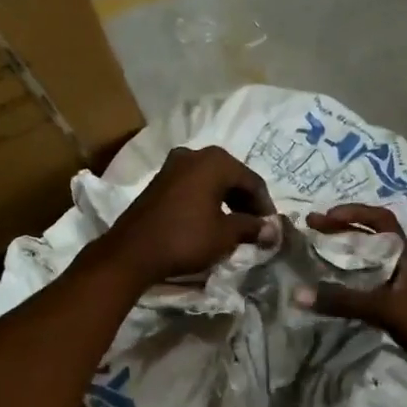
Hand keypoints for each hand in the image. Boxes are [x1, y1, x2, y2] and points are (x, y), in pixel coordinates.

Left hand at [90, 145, 275, 288]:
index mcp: (215, 161)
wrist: (133, 252)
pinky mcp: (160, 181)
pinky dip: (208, 200)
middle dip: (246, 202)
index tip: (271, 228)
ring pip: (212, 180)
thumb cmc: (185, 239)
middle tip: (256, 226)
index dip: (265, 206)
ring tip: (237, 226)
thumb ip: (252, 227)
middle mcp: (194, 154)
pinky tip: (212, 220)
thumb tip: (273, 230)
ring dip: (227, 201)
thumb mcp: (225, 235)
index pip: (252, 181)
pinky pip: (194, 186)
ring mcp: (173, 165)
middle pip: (232, 177)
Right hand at [294, 204, 406, 381]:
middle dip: (341, 234)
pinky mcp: (397, 311)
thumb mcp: (385, 308)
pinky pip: (366, 292)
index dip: (352, 213)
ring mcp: (400, 289)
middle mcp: (402, 266)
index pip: (379, 220)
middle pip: (369, 240)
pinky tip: (330, 296)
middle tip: (310, 235)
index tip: (323, 217)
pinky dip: (348, 289)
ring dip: (343, 262)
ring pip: (367, 267)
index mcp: (406, 255)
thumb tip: (297, 293)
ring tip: (313, 263)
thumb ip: (343, 300)